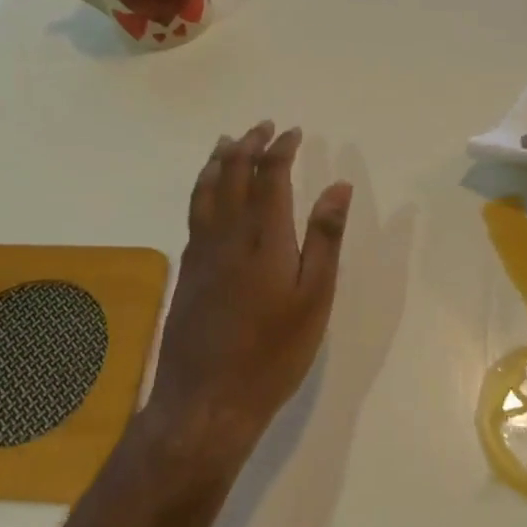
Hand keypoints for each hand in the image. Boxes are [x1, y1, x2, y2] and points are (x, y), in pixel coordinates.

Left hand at [143, 122, 353, 472]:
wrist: (206, 400)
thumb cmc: (273, 351)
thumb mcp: (314, 297)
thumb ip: (325, 237)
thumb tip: (339, 185)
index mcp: (263, 235)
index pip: (269, 174)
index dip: (281, 148)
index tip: (293, 132)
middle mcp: (227, 233)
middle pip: (231, 173)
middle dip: (248, 144)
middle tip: (263, 127)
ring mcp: (201, 251)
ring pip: (205, 189)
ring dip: (218, 160)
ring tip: (227, 142)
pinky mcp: (187, 271)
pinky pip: (194, 212)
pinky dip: (202, 188)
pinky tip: (207, 194)